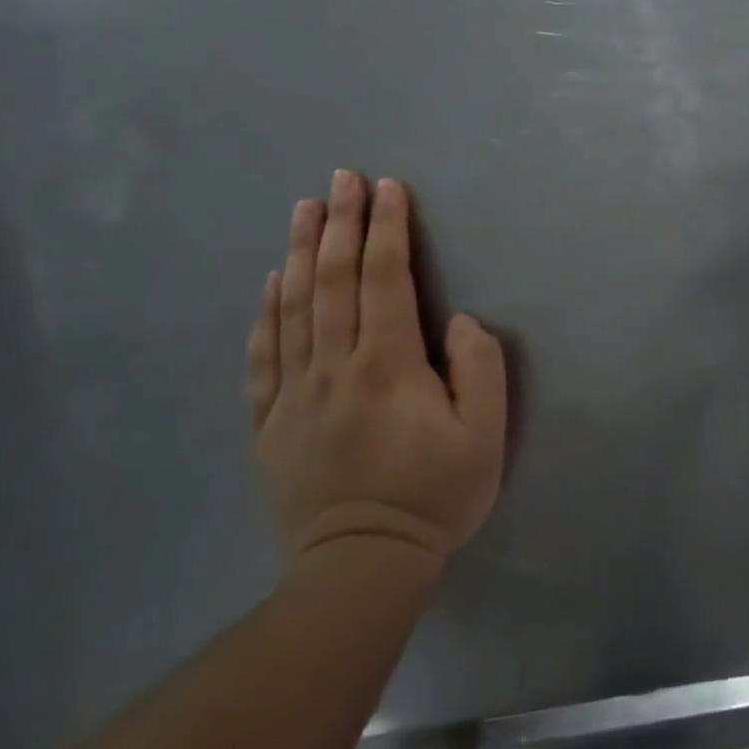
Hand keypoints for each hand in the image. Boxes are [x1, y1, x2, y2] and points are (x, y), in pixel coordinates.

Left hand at [246, 172, 506, 570]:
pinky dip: (267, 312)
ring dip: (302, 252)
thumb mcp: (485, 435)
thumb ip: (479, 368)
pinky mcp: (271, 423)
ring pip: (294, 307)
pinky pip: (263, 356)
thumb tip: (458, 321)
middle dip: (342, 223)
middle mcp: (335, 367)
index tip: (387, 188)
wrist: (360, 570)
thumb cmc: (435, 496)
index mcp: (388, 365)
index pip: (386, 279)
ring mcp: (295, 394)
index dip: (388, 228)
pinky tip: (272, 281)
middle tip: (342, 178)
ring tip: (304, 209)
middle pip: (336, 280)